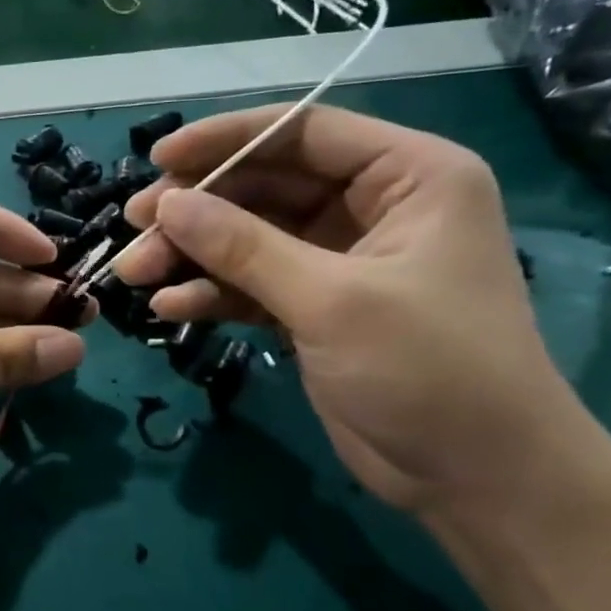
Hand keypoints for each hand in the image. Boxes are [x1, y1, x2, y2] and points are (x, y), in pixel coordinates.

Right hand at [116, 105, 590, 514]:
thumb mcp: (332, 300)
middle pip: (264, 186)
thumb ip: (244, 248)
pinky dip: (212, 294)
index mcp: (408, 176)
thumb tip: (166, 203)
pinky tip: (171, 309)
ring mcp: (339, 261)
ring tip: (135, 274)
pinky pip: (251, 285)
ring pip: (248, 238)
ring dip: (192, 254)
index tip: (158, 157)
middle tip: (133, 226)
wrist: (477, 478)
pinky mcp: (314, 309)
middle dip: (197, 208)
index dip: (225, 139)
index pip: (302, 133)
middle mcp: (372, 207)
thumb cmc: (429, 370)